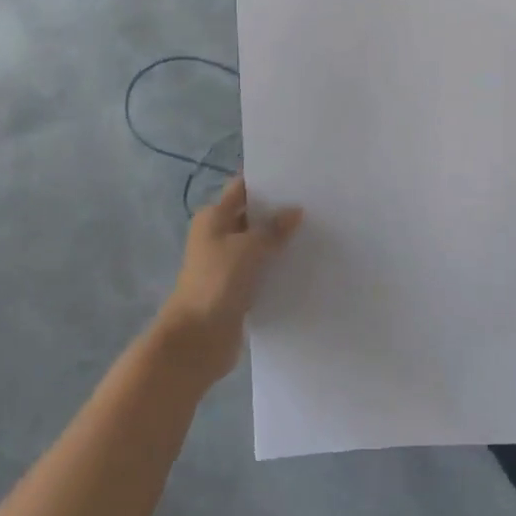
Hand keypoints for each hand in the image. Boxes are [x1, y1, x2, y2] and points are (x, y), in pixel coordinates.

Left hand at [157, 177, 302, 380]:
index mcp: (213, 218)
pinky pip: (261, 270)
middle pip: (251, 216)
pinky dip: (277, 267)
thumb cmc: (217, 281)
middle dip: (279, 212)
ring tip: (318, 232)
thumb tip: (295, 211)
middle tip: (316, 205)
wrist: (197, 338)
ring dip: (280, 242)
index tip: (298, 177)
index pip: (242, 189)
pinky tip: (304, 264)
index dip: (266, 182)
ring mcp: (226, 264)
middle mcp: (217, 236)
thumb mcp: (249, 248)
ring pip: (258, 245)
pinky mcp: (237, 288)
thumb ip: (273, 228)